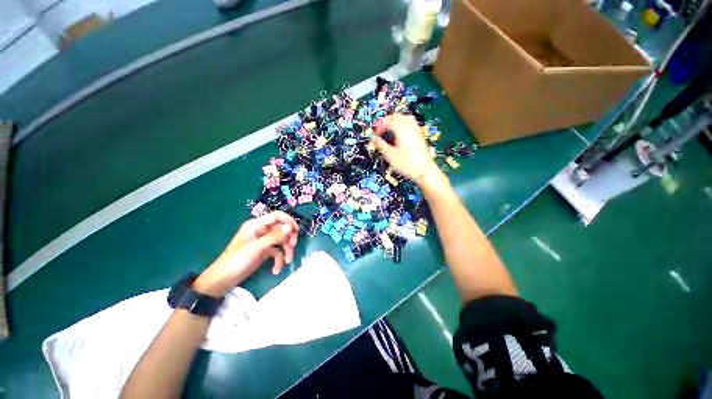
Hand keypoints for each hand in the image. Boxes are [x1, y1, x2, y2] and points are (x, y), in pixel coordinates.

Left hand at [193, 211, 298, 296]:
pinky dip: (279, 260)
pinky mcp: (264, 251)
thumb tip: (290, 227)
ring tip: (287, 261)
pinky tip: (276, 270)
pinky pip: (277, 252)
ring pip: (281, 241)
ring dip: (286, 250)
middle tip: (292, 246)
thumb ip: (274, 236)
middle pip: (282, 229)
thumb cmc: (236, 260)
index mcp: (256, 225)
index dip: (288, 221)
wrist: (222, 281)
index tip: (296, 231)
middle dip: (288, 238)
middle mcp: (261, 230)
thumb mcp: (256, 248)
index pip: (277, 216)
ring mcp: (263, 241)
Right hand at [371, 115, 439, 183]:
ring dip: (395, 120)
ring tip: (389, 129)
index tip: (375, 134)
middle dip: (386, 121)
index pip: (387, 121)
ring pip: (404, 117)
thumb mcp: (390, 155)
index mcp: (401, 129)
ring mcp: (416, 129)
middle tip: (380, 130)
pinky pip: (410, 122)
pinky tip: (399, 133)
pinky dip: (402, 123)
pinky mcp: (419, 134)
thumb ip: (380, 145)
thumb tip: (373, 139)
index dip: (379, 126)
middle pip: (396, 116)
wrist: (424, 171)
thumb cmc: (406, 164)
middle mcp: (409, 126)